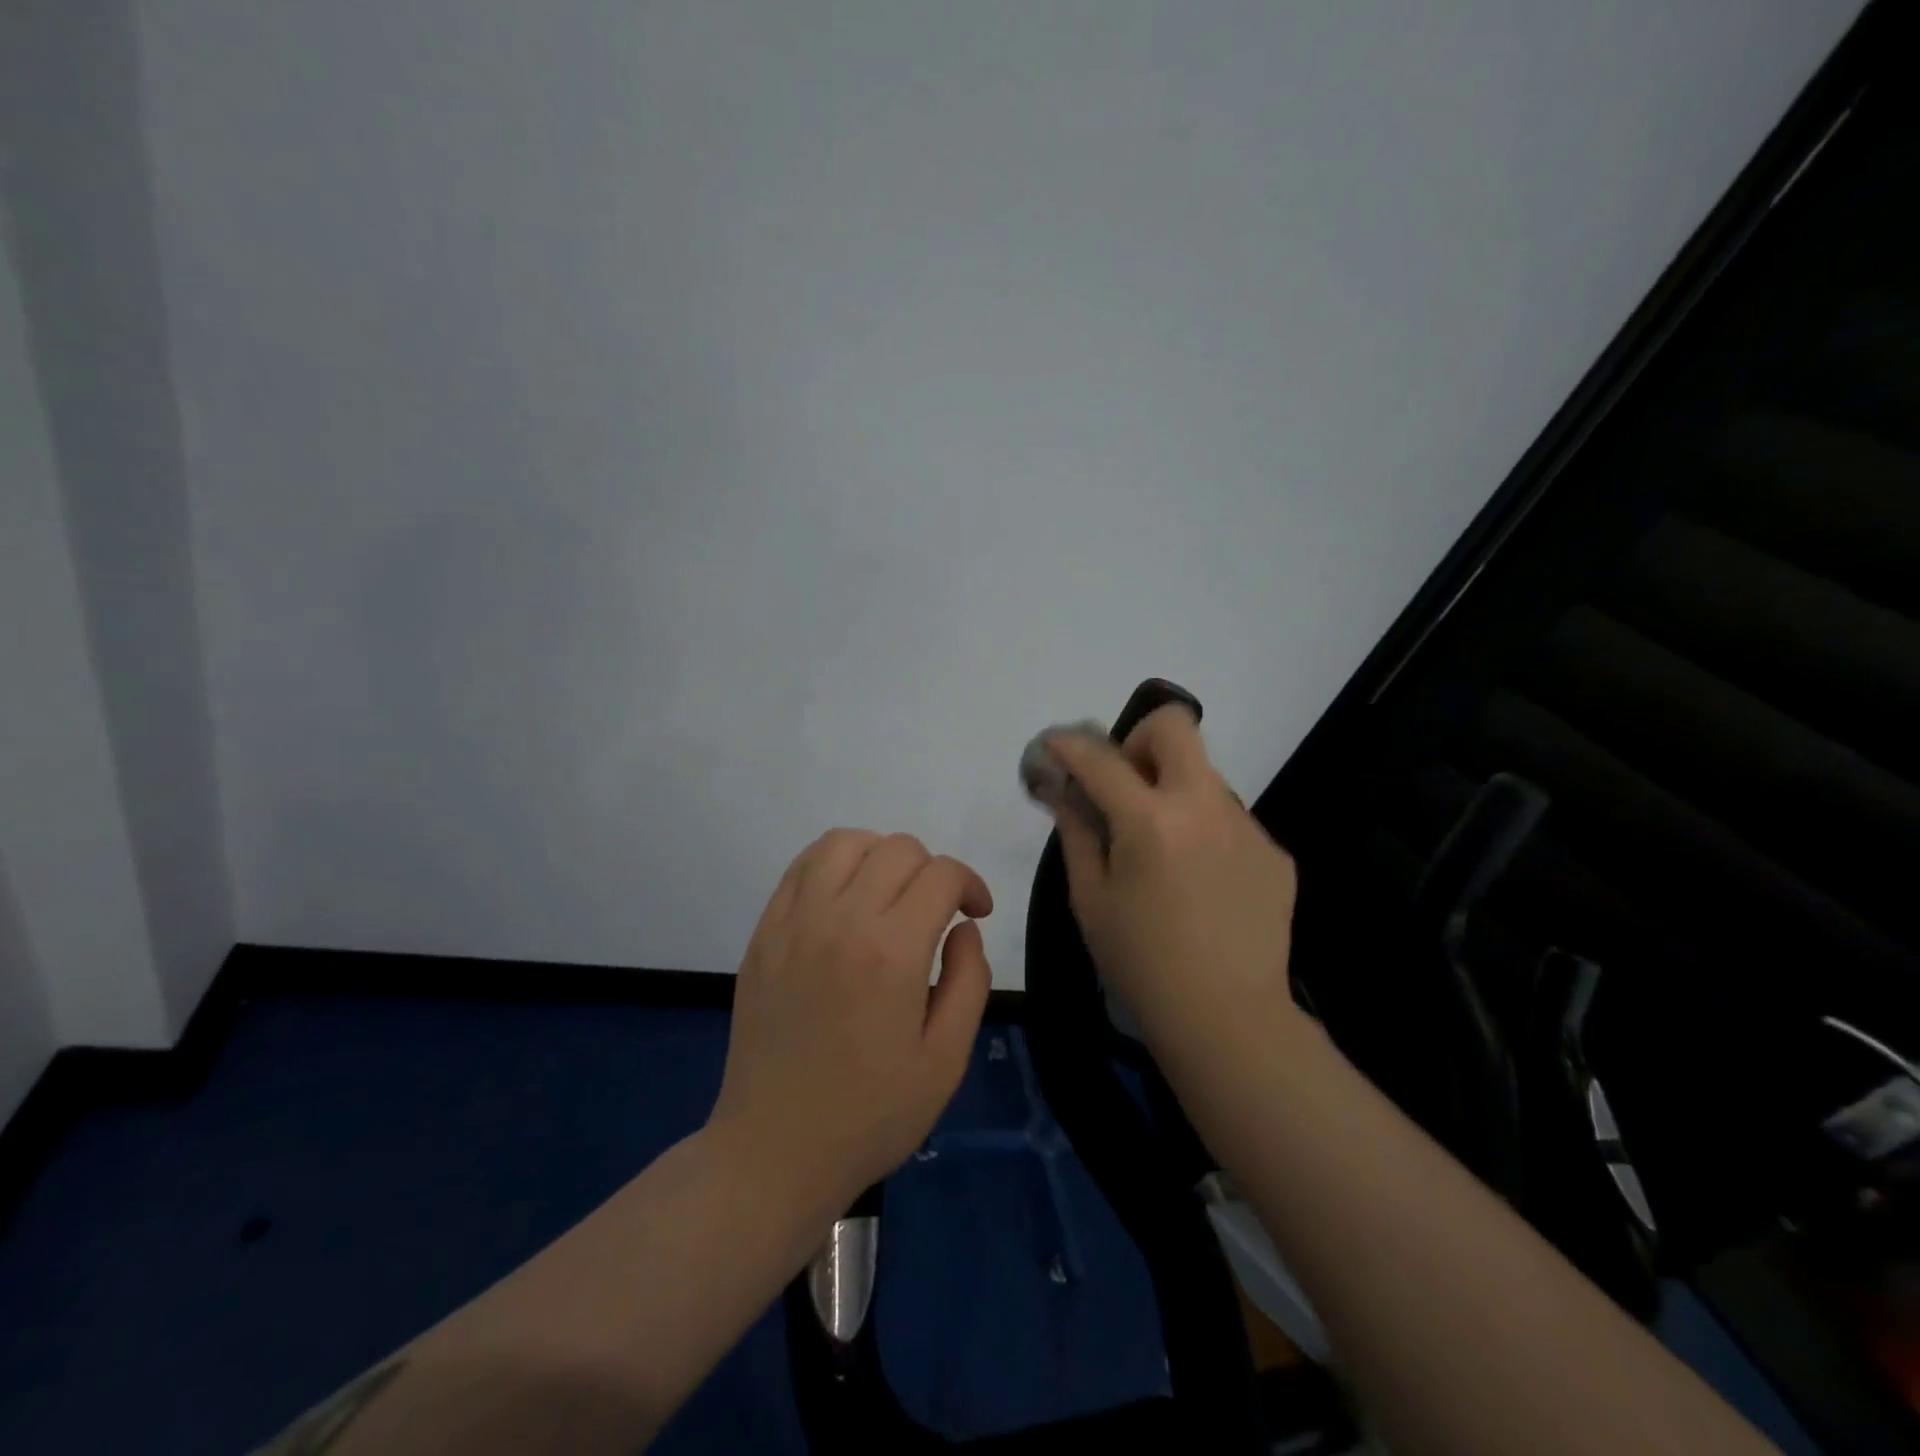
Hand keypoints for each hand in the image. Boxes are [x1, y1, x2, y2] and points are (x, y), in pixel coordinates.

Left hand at [710, 829, 993, 1213]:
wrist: (774, 1150)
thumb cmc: (870, 1114)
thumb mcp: (946, 1061)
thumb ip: (970, 981)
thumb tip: (964, 929)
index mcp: (891, 952)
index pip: (941, 875)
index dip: (970, 885)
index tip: (976, 914)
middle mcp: (840, 920)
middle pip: (898, 849)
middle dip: (932, 871)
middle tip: (937, 914)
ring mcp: (794, 922)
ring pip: (845, 842)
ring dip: (880, 855)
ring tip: (890, 894)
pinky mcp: (764, 932)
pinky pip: (801, 867)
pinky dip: (833, 864)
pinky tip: (846, 898)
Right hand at [1044, 707, 1301, 1056]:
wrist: (1228, 1018)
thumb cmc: (1141, 962)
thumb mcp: (1090, 898)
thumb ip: (1076, 832)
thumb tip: (1063, 790)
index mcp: (1152, 822)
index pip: (1101, 759)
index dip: (1070, 745)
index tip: (1056, 745)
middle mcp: (1205, 807)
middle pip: (1176, 727)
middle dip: (1140, 739)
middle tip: (1126, 784)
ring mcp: (1247, 827)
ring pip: (1204, 776)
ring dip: (1173, 792)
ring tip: (1163, 851)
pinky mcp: (1273, 852)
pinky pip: (1228, 819)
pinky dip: (1203, 831)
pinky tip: (1199, 882)